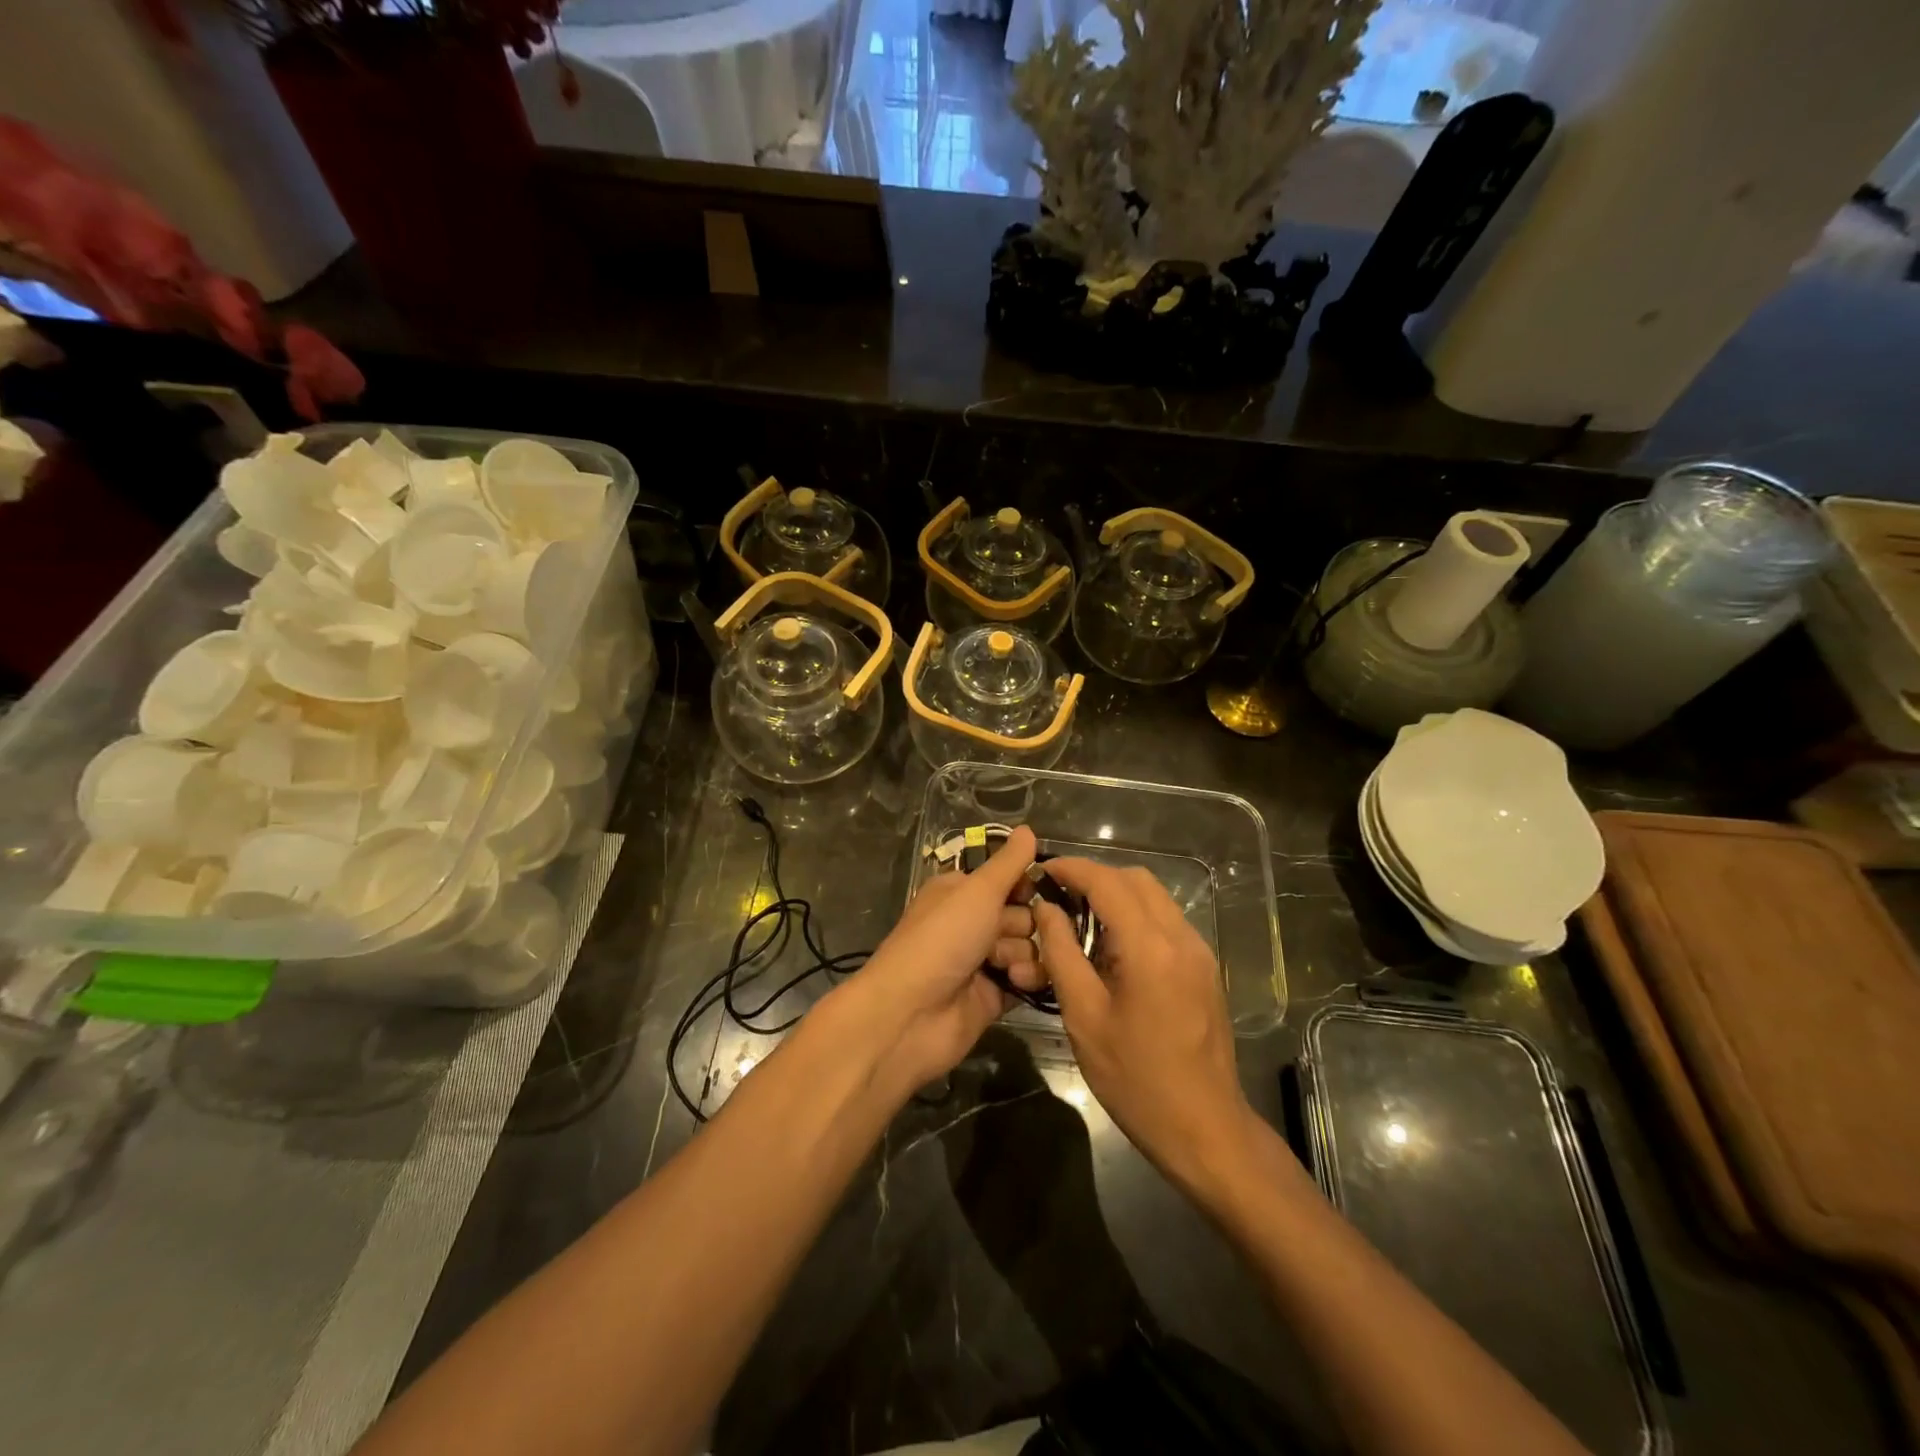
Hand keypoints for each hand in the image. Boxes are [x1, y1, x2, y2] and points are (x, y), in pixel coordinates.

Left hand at [834, 826, 1045, 1092]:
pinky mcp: (993, 995)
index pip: (1007, 879)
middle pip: (1023, 914)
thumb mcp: (977, 892)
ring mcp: (982, 961)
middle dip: (1024, 923)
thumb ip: (1008, 864)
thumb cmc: (941, 940)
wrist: (910, 1014)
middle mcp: (971, 923)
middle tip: (1005, 932)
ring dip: (1024, 953)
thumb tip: (1027, 828)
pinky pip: (1027, 978)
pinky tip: (1016, 983)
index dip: (1024, 884)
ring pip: (1028, 947)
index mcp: (961, 892)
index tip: (1036, 888)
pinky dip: (1026, 979)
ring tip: (1005, 966)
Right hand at [1030, 859, 1258, 1192]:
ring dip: (1116, 895)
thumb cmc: (1136, 1079)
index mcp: (1150, 947)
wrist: (1205, 1129)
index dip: (1071, 869)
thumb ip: (1062, 954)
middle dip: (1094, 878)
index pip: (1107, 882)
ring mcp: (1199, 952)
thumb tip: (1046, 909)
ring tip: (1080, 921)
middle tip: (1058, 898)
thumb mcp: (1084, 1017)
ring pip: (1154, 897)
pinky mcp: (1205, 968)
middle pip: (1135, 879)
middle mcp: (1181, 937)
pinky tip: (1112, 948)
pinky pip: (1166, 921)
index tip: (1041, 870)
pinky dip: (1136, 917)